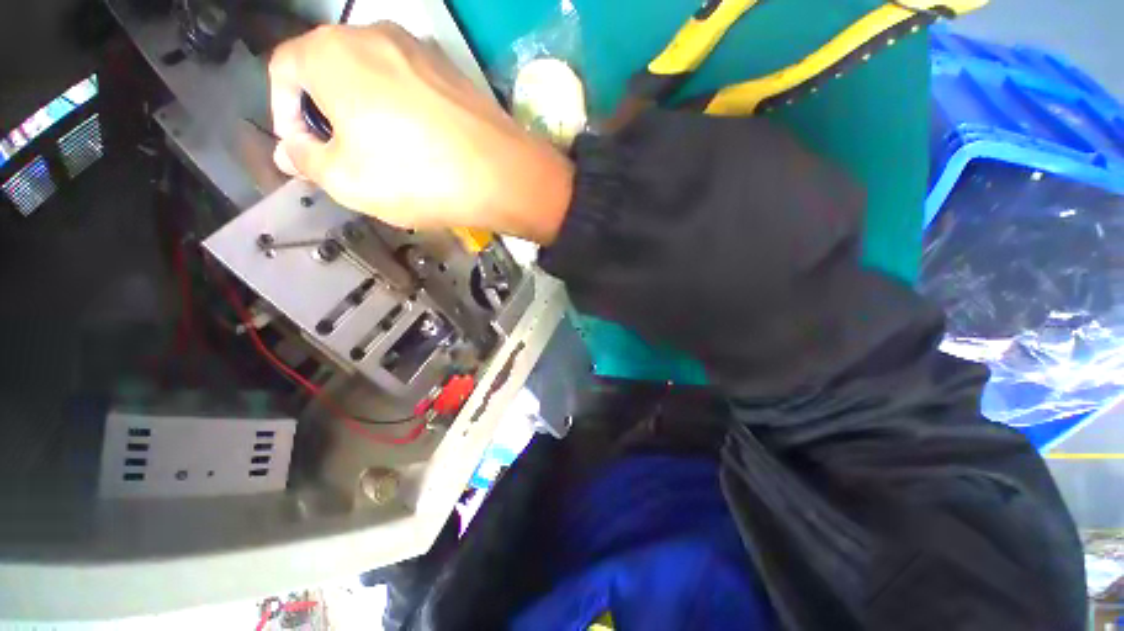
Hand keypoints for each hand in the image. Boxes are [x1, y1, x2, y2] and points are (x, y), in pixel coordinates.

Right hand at [268, 23, 573, 243]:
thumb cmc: (417, 176)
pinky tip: (422, 146)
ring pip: (372, 78)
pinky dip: (402, 112)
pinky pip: (410, 87)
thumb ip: (306, 160)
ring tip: (387, 157)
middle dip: (327, 116)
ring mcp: (419, 50)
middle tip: (346, 159)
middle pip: (329, 71)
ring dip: (366, 114)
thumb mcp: (346, 180)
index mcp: (331, 52)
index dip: (284, 114)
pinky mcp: (451, 71)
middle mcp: (374, 35)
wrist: (501, 175)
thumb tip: (290, 150)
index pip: (283, 70)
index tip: (305, 151)